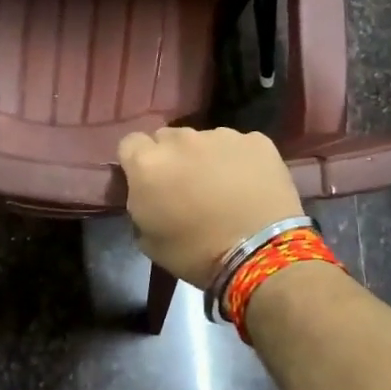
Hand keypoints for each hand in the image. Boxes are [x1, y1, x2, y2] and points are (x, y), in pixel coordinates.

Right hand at [116, 126, 303, 286]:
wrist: (260, 254)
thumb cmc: (196, 253)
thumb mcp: (147, 239)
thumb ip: (139, 204)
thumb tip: (145, 193)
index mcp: (148, 163)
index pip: (130, 144)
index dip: (137, 162)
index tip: (148, 182)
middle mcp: (181, 139)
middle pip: (167, 138)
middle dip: (171, 157)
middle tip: (185, 186)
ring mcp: (221, 135)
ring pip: (204, 140)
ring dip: (205, 157)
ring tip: (222, 187)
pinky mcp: (256, 140)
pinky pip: (239, 145)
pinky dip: (239, 160)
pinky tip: (249, 185)